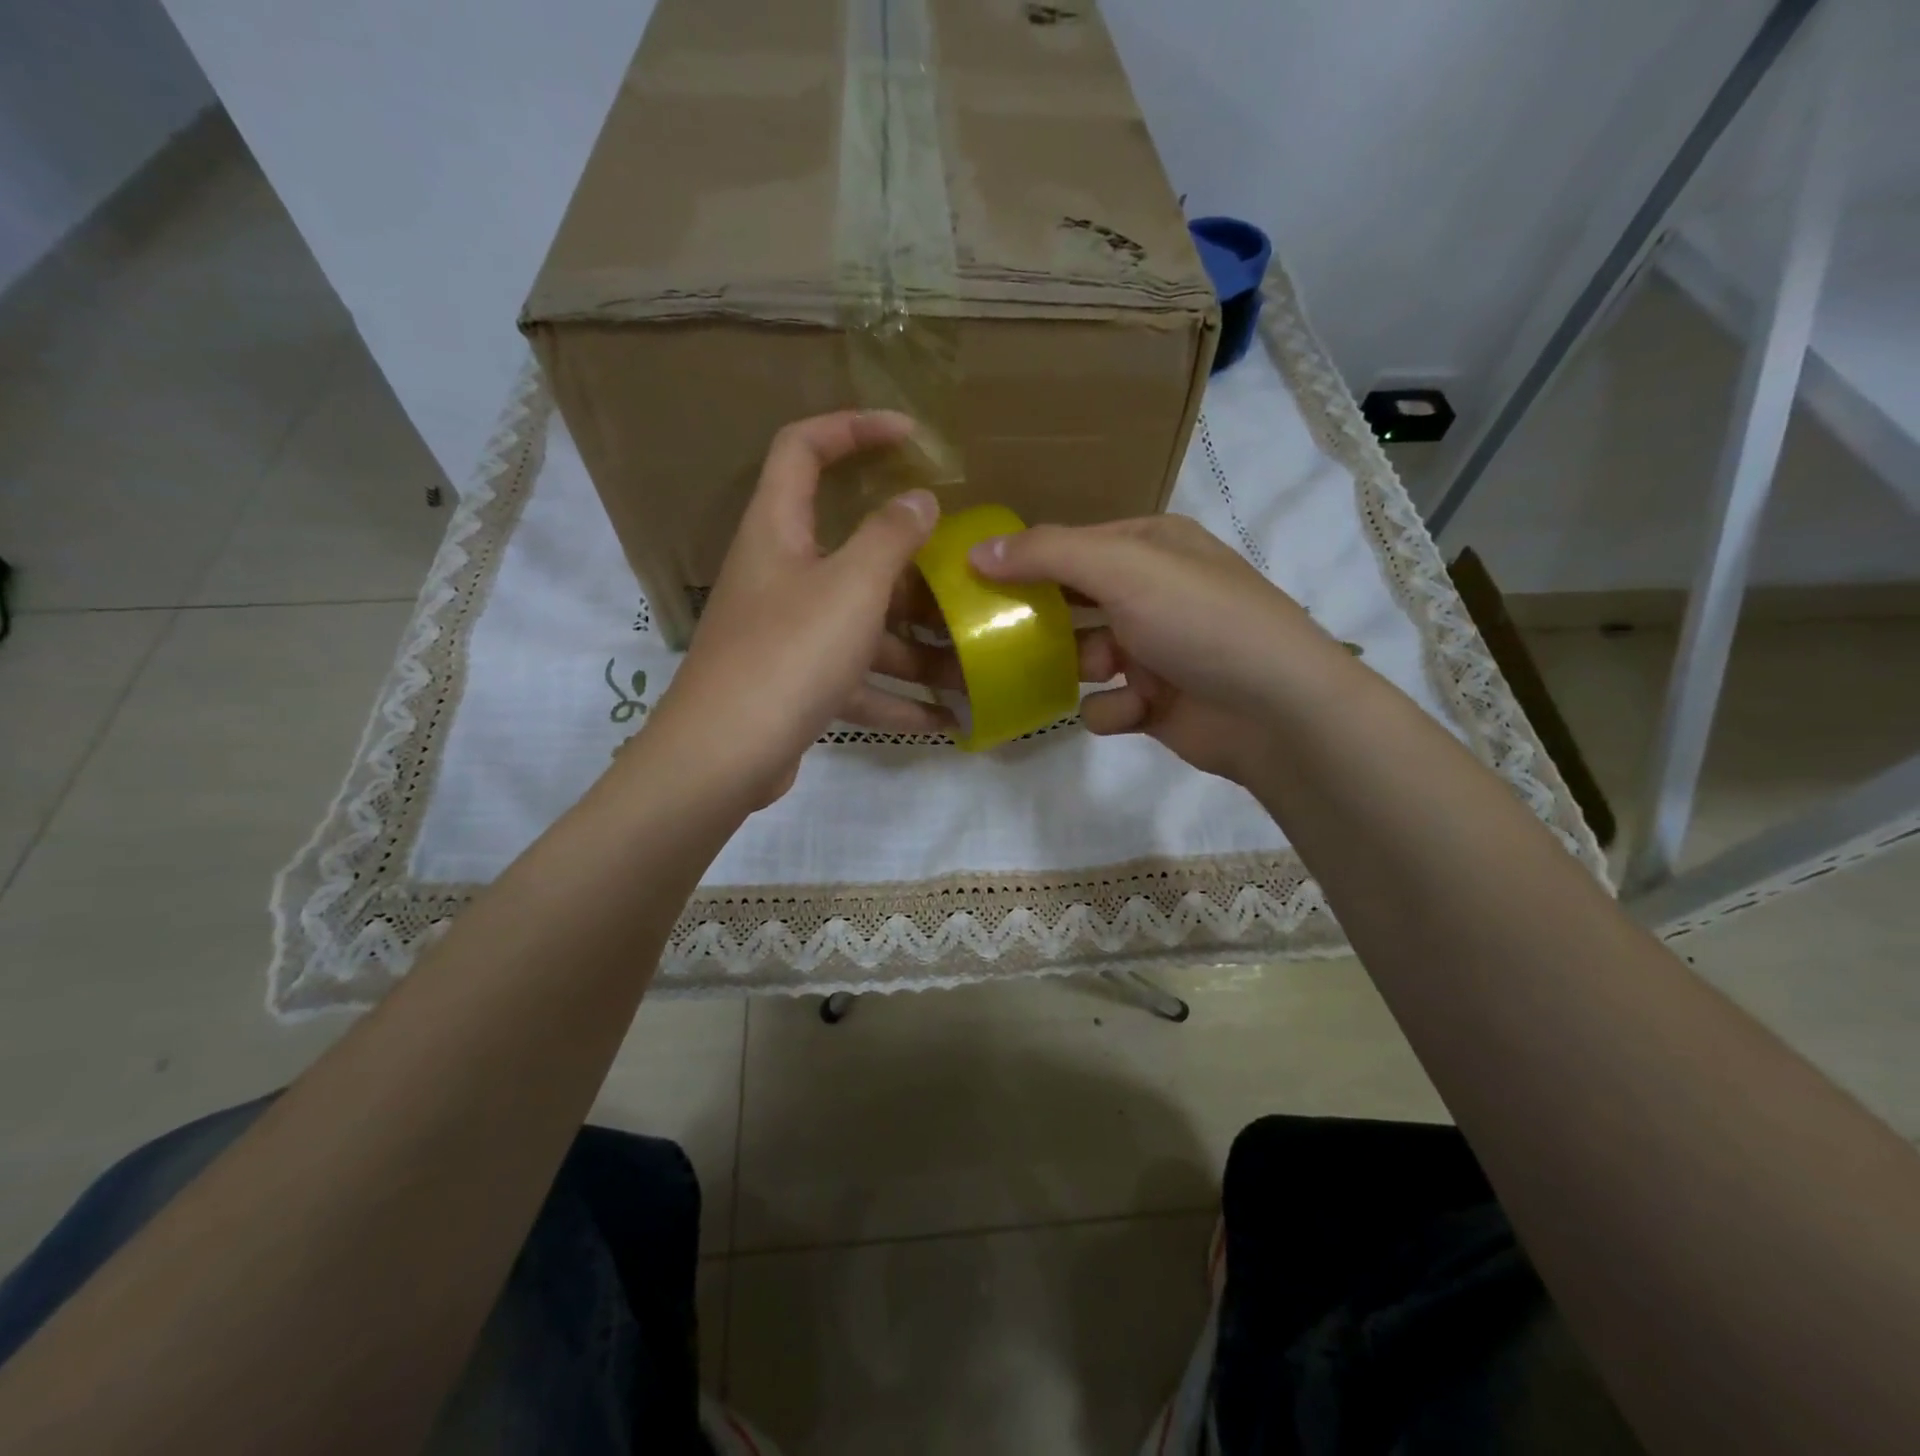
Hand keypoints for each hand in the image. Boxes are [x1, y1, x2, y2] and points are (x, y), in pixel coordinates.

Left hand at [641, 411, 955, 806]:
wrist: (725, 756)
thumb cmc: (788, 654)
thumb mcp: (851, 587)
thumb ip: (890, 537)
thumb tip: (918, 499)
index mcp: (778, 530)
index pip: (804, 448)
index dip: (853, 427)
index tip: (910, 437)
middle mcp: (780, 574)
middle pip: (849, 549)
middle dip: (910, 564)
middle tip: (961, 575)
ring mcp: (788, 633)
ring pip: (861, 624)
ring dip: (915, 647)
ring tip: (972, 667)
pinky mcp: (797, 682)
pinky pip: (856, 678)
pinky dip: (895, 696)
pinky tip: (944, 720)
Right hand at [970, 515, 1352, 784]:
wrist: (1277, 711)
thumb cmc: (1200, 622)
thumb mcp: (1124, 568)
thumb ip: (1047, 554)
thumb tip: (976, 551)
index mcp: (1150, 546)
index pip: (1070, 545)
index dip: (1023, 560)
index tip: (973, 582)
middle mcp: (1152, 592)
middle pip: (1073, 601)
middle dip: (1040, 621)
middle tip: (992, 636)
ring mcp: (1156, 648)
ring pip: (1084, 656)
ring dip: (1077, 669)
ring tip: (1078, 676)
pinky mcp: (1157, 701)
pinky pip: (1109, 703)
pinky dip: (1113, 710)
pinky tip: (1130, 711)